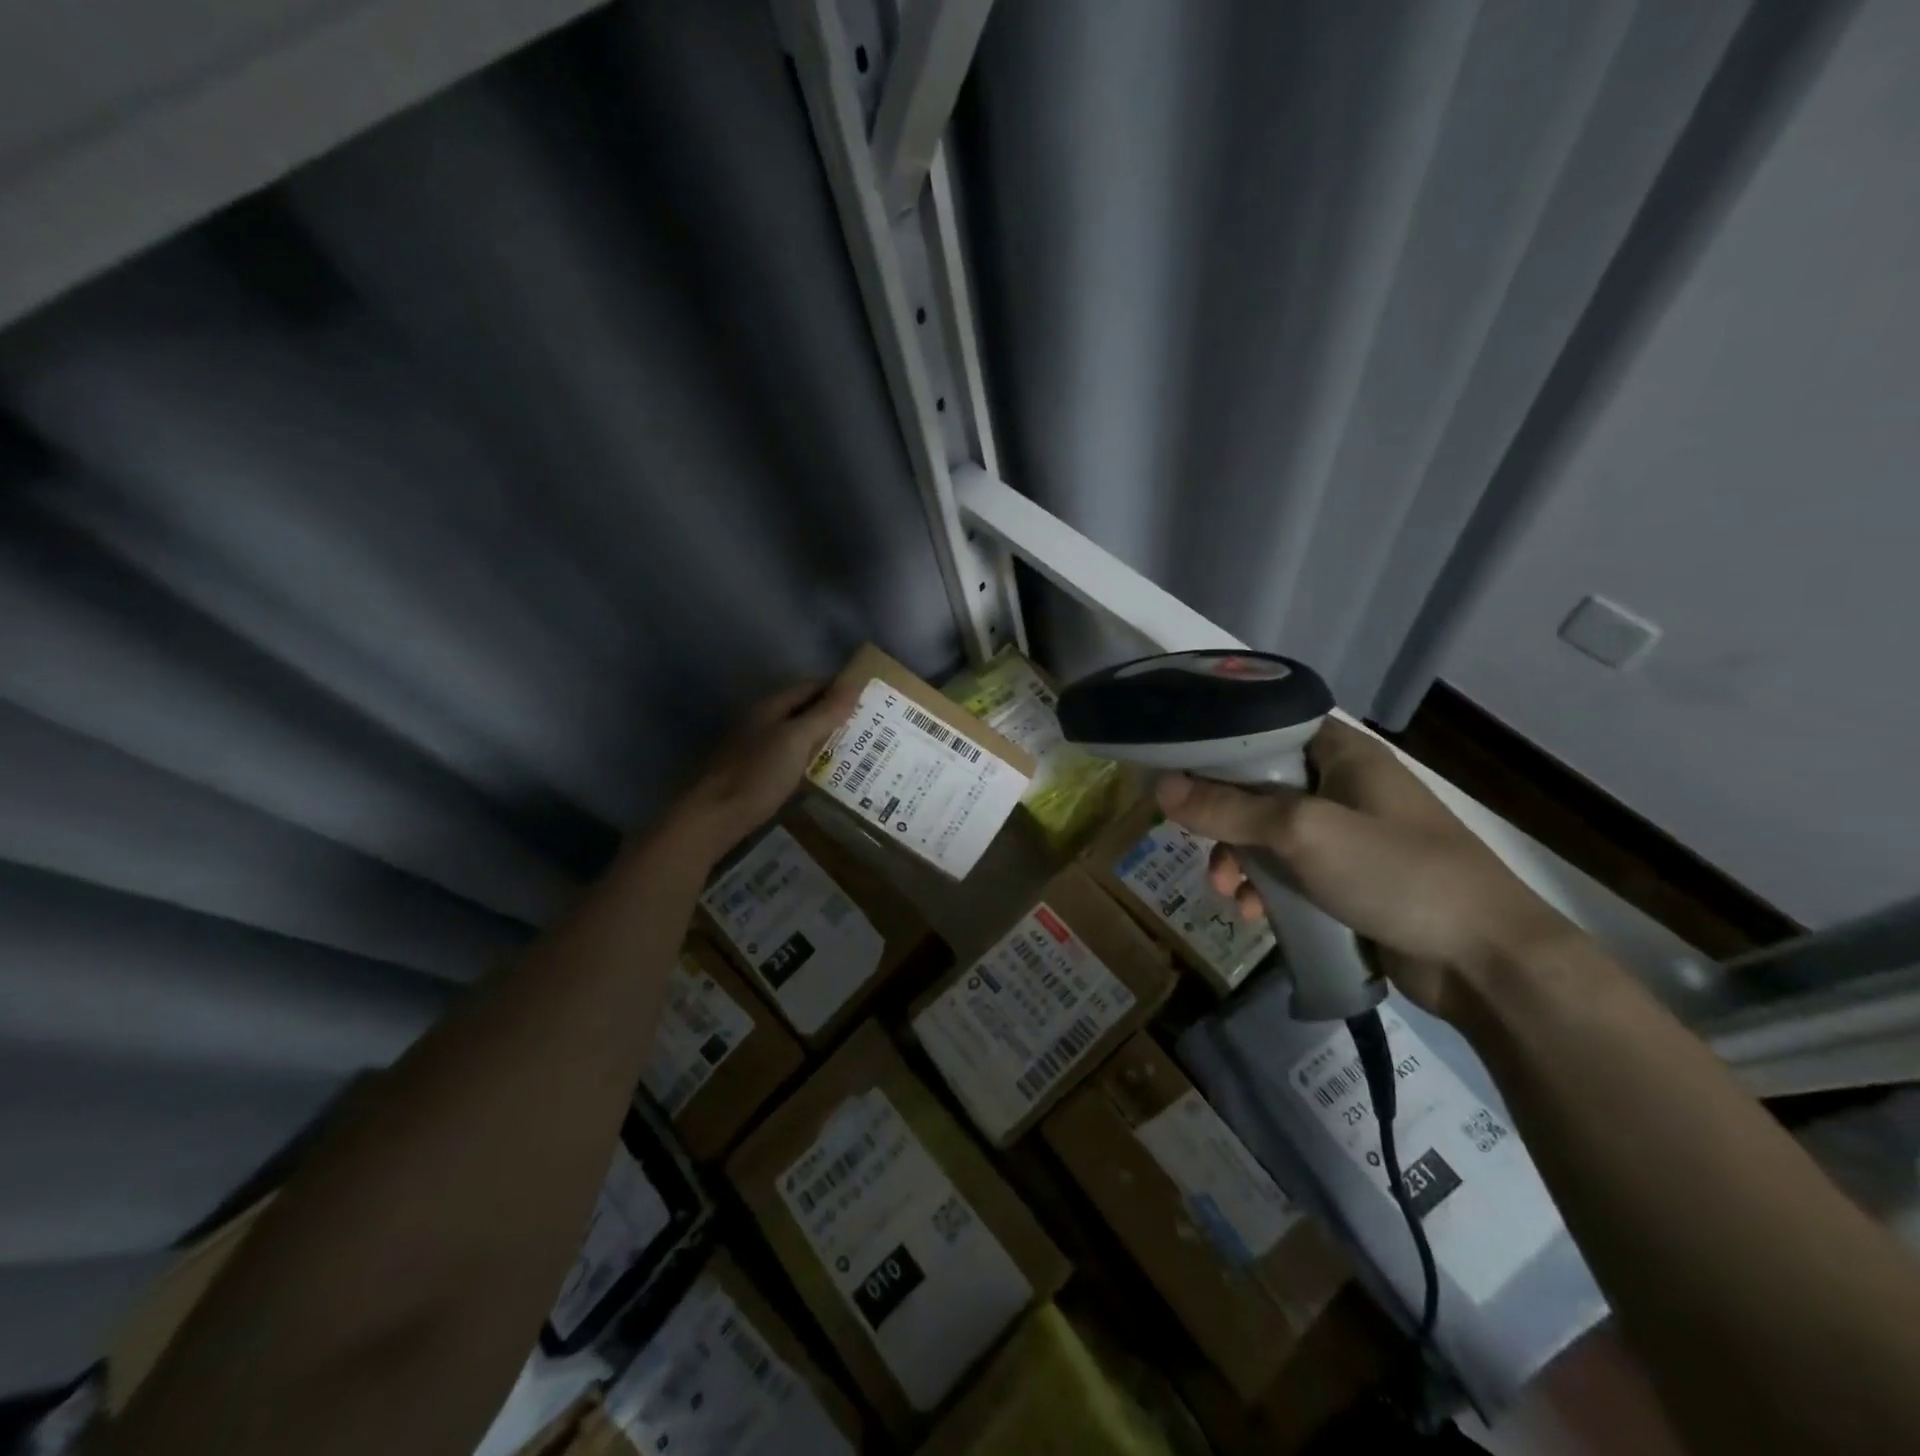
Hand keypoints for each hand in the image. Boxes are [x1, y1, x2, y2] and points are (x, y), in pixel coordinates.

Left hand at [668, 681, 858, 860]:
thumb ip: (824, 714)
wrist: (713, 818)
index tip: (870, 696)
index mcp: (770, 707)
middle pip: (803, 709)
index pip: (811, 686)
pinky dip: (810, 757)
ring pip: (797, 734)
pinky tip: (826, 771)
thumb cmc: (757, 774)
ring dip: (823, 737)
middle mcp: (762, 721)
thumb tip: (854, 685)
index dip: (838, 688)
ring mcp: (756, 747)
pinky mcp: (755, 772)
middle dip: (834, 713)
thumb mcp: (796, 741)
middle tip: (870, 725)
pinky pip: (790, 755)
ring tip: (856, 747)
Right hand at [1155, 718, 1580, 1016]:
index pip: (1266, 729)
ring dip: (1240, 859)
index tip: (1174, 767)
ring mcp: (1348, 835)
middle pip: (1259, 785)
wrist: (1486, 961)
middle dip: (1222, 819)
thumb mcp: (1302, 833)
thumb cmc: (1397, 873)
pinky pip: (1290, 871)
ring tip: (1228, 892)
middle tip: (1197, 844)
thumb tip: (1158, 787)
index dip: (1218, 745)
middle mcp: (1342, 785)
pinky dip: (1266, 887)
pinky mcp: (1349, 879)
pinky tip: (1254, 914)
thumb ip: (1228, 809)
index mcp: (1341, 753)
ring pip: (1269, 833)